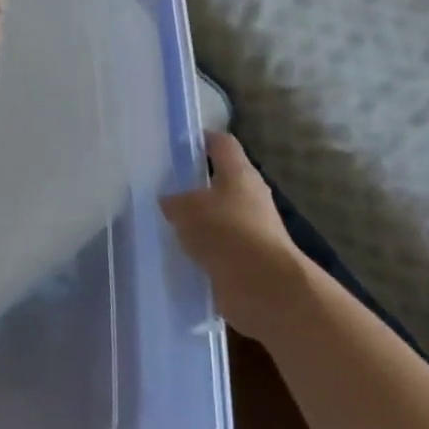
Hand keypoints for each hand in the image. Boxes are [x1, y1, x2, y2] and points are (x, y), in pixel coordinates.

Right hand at [159, 131, 306, 340]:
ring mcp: (252, 229)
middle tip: (163, 187)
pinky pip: (220, 246)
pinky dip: (203, 249)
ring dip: (198, 221)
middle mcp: (250, 196)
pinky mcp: (249, 258)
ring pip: (219, 215)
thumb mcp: (187, 209)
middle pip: (220, 180)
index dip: (200, 139)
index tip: (176, 144)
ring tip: (166, 223)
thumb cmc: (227, 234)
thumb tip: (169, 201)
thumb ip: (174, 202)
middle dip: (194, 184)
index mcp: (239, 173)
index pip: (221, 143)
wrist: (264, 289)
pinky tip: (179, 253)